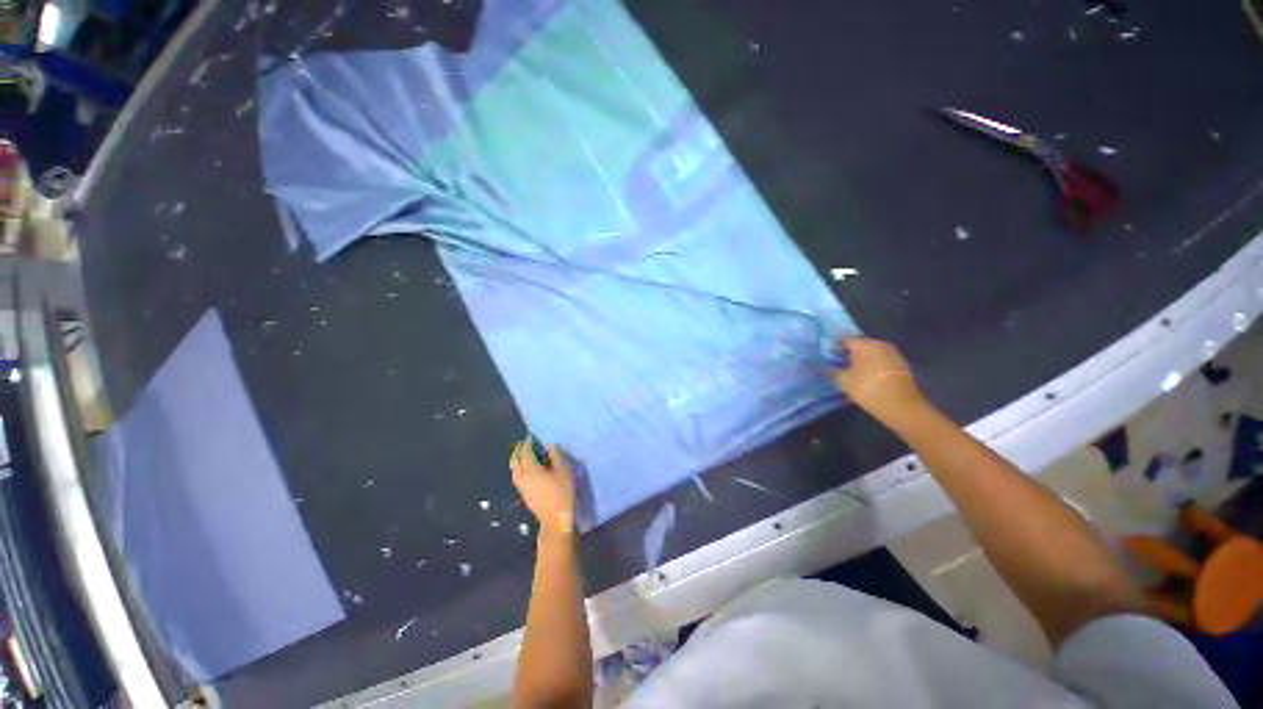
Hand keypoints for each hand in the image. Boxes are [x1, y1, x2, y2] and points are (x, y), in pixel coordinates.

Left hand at [510, 438, 576, 536]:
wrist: (556, 520)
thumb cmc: (562, 493)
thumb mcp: (564, 471)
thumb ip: (556, 456)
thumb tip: (549, 445)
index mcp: (532, 469)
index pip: (526, 453)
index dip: (527, 444)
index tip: (530, 437)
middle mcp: (523, 477)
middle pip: (516, 461)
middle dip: (518, 451)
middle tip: (523, 443)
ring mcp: (522, 487)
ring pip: (514, 470)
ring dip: (516, 460)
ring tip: (521, 454)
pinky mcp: (524, 495)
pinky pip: (516, 476)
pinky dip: (518, 468)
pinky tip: (524, 469)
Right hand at [832, 338, 927, 425]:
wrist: (901, 406)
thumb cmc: (867, 388)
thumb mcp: (842, 381)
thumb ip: (831, 370)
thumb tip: (824, 366)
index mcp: (863, 344)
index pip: (843, 340)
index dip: (834, 348)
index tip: (827, 358)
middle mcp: (879, 343)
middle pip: (859, 345)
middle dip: (848, 354)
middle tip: (838, 366)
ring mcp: (892, 353)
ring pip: (871, 353)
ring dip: (862, 361)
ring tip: (852, 373)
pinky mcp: (901, 365)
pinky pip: (881, 361)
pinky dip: (873, 366)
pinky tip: (867, 378)